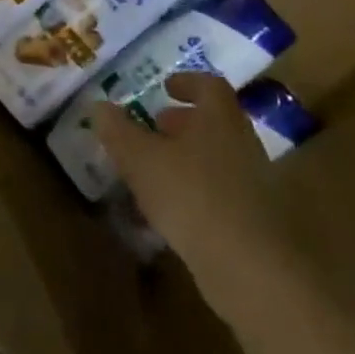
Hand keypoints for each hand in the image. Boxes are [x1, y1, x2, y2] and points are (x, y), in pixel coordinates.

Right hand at [91, 74, 306, 322]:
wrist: (253, 271)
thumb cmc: (192, 196)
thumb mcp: (140, 159)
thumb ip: (118, 131)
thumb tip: (99, 106)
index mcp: (220, 119)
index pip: (210, 86)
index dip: (187, 82)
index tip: (165, 87)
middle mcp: (242, 145)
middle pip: (214, 123)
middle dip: (182, 124)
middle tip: (153, 128)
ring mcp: (254, 186)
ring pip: (217, 160)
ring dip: (187, 160)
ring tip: (153, 173)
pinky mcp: (255, 224)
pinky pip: (220, 195)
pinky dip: (195, 194)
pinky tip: (169, 214)